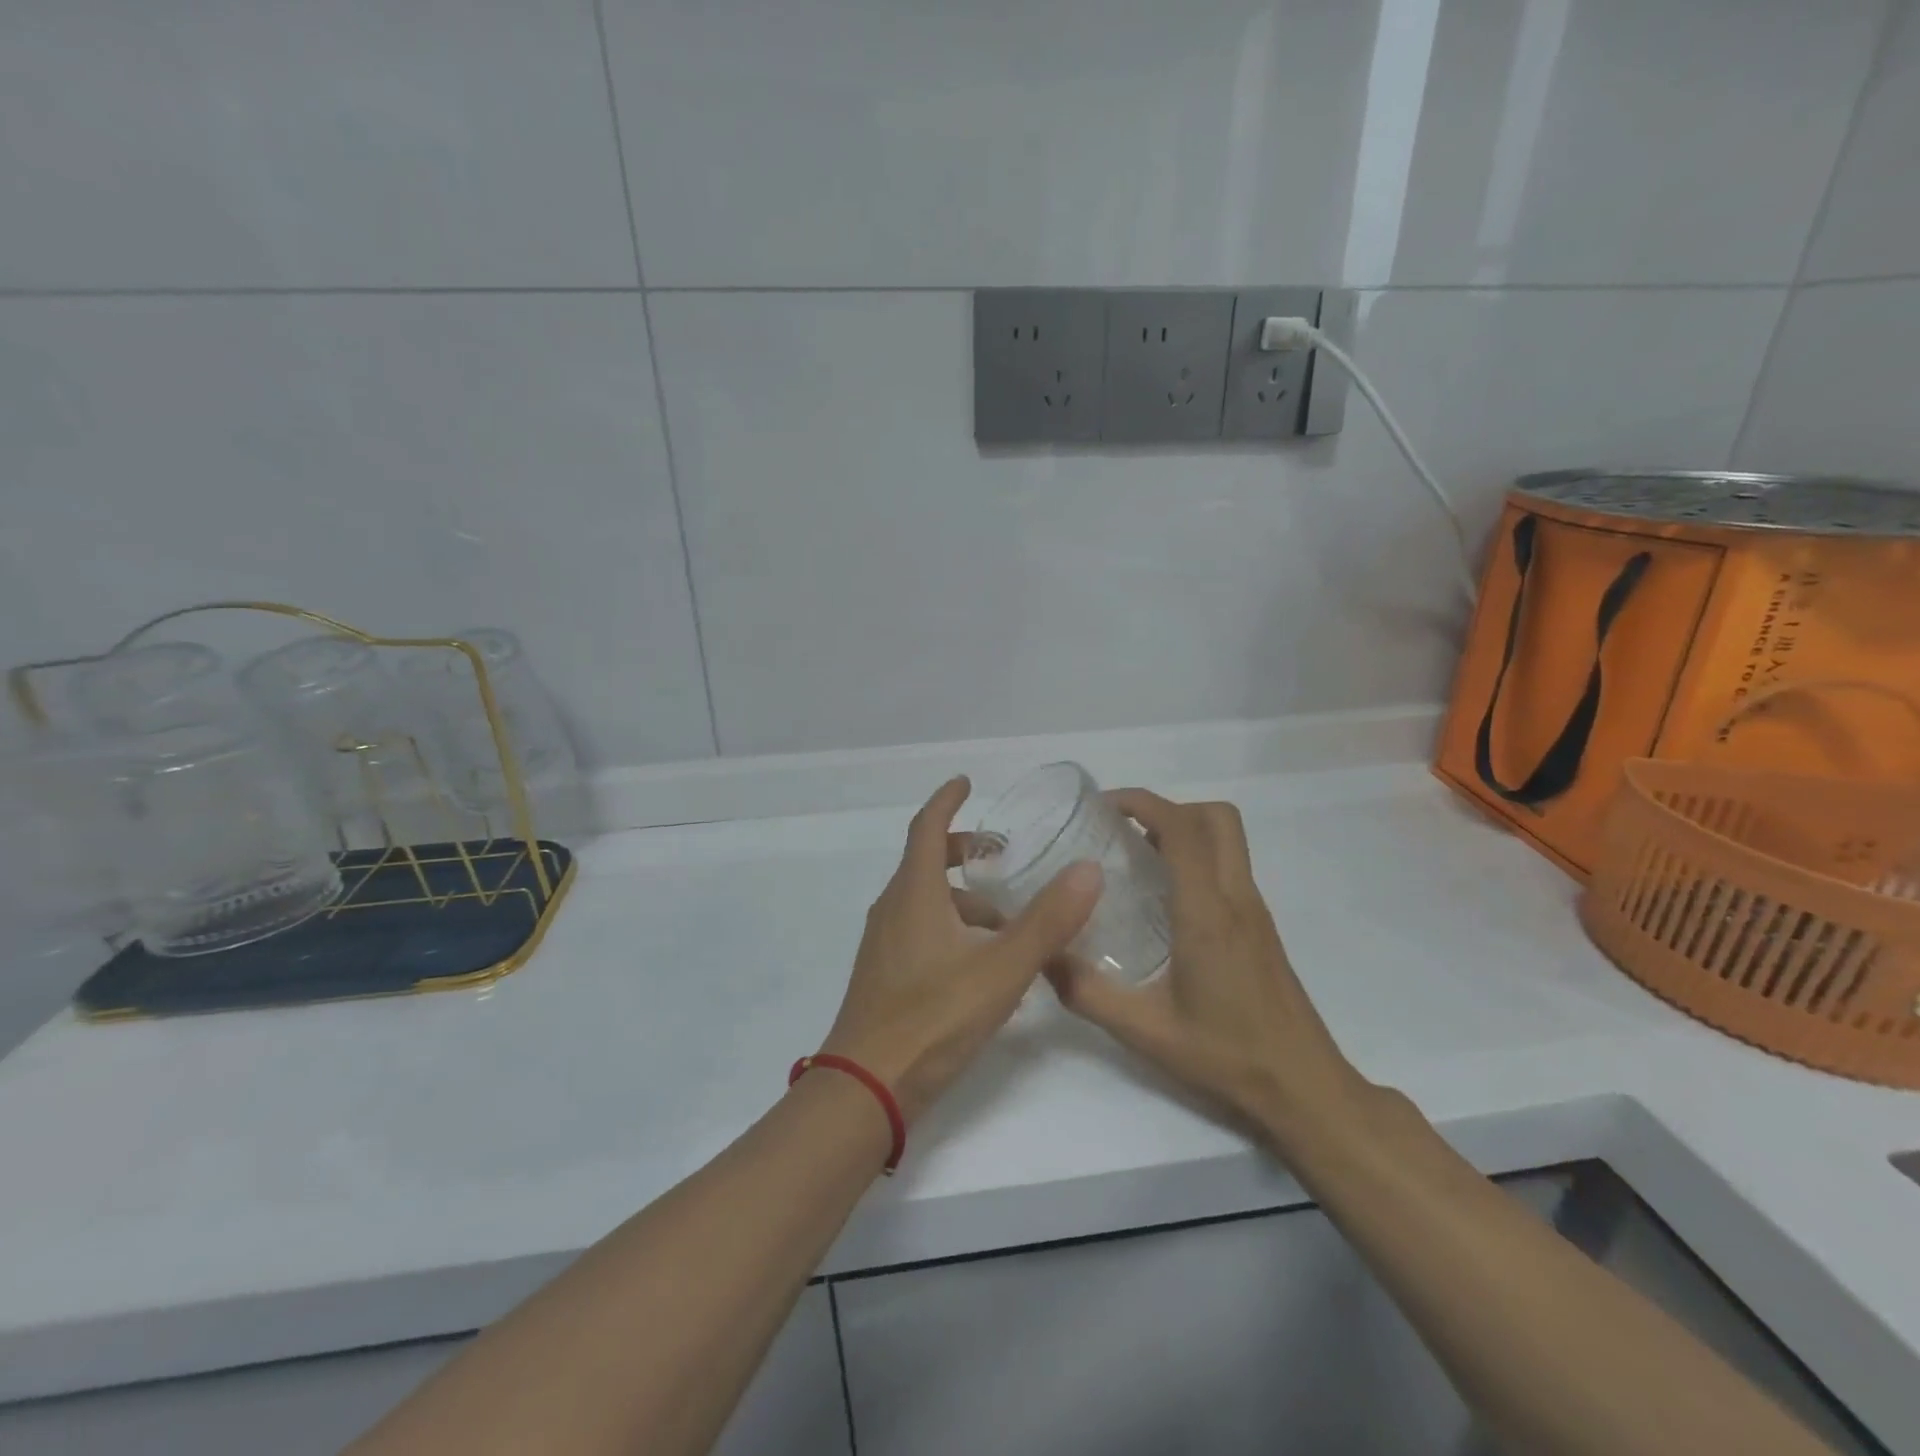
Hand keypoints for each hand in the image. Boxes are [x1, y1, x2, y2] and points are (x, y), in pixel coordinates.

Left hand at [819, 776, 1102, 1125]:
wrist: (866, 1088)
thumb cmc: (933, 1018)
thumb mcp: (1001, 968)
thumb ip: (1047, 921)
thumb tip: (1088, 869)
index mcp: (914, 892)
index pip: (927, 827)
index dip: (947, 800)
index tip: (967, 782)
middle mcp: (893, 908)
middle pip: (927, 862)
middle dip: (963, 850)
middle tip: (1002, 854)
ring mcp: (885, 943)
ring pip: (926, 900)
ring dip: (964, 898)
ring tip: (1009, 922)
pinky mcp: (885, 974)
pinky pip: (922, 930)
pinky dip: (953, 927)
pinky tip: (984, 964)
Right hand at [1044, 790, 1372, 1143]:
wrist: (1305, 1087)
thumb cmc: (1227, 1055)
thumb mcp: (1146, 1031)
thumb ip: (1088, 994)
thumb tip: (1043, 957)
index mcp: (1208, 913)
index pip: (1183, 829)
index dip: (1143, 803)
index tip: (1103, 807)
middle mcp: (1237, 898)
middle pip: (1216, 817)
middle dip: (1168, 808)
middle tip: (1124, 832)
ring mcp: (1255, 910)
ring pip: (1228, 839)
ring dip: (1185, 830)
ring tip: (1138, 859)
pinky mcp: (1261, 926)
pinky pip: (1229, 866)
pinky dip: (1197, 857)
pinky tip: (1164, 900)